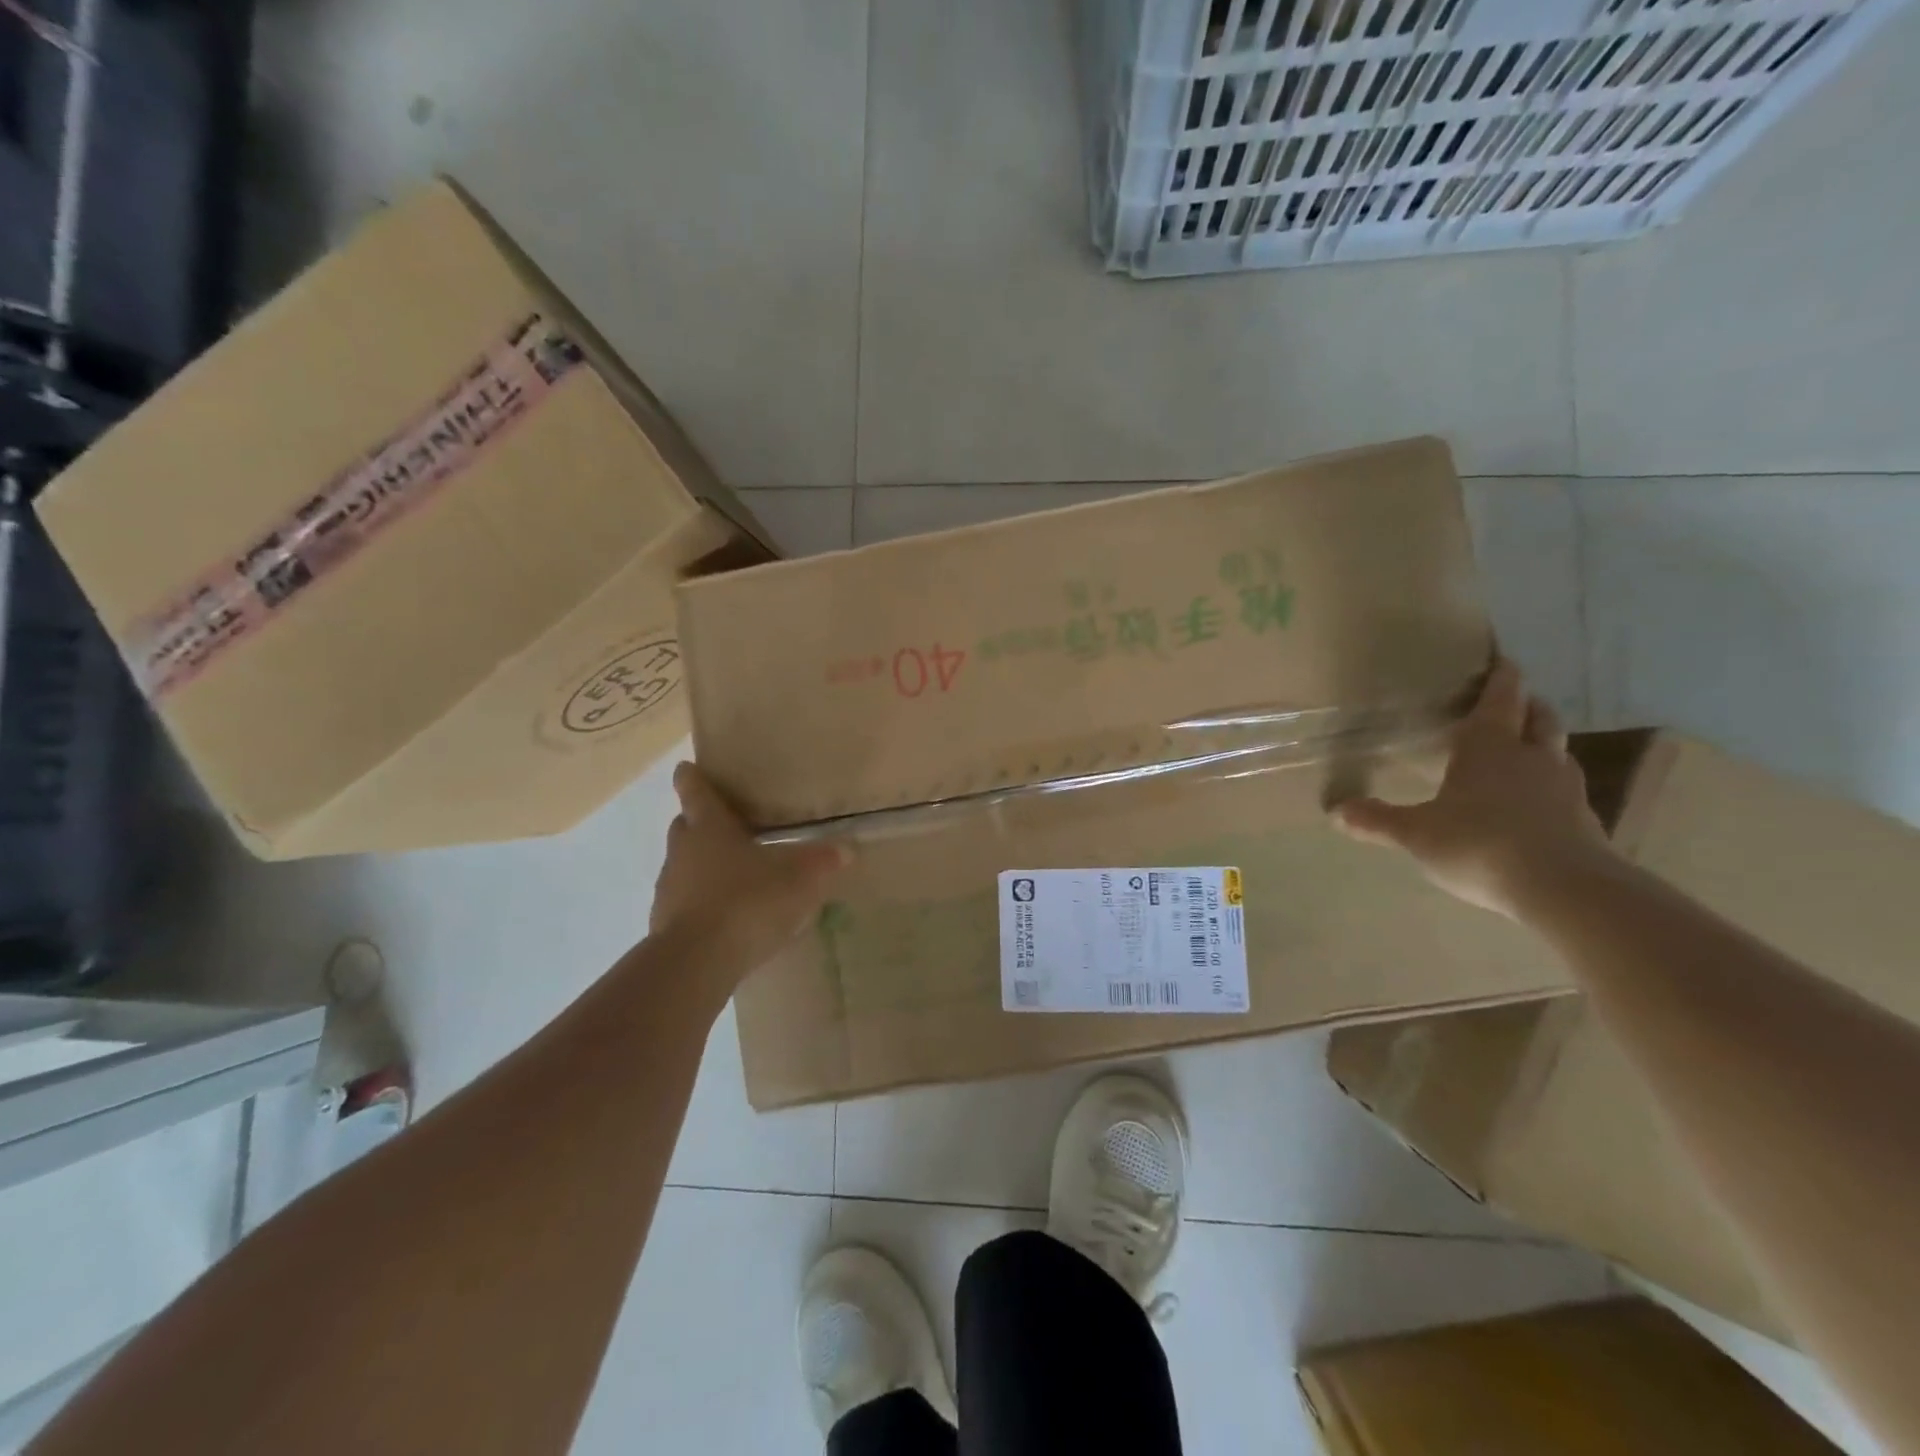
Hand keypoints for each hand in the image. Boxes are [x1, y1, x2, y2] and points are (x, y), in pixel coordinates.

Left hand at [650, 763, 851, 975]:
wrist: (697, 962)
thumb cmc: (747, 902)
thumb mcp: (798, 880)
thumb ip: (822, 862)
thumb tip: (847, 848)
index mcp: (709, 829)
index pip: (696, 793)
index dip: (692, 778)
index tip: (685, 768)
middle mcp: (683, 852)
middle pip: (684, 827)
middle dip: (698, 822)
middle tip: (721, 824)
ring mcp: (669, 889)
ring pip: (682, 865)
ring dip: (699, 864)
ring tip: (730, 874)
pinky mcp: (664, 925)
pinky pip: (684, 901)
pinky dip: (700, 900)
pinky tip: (724, 914)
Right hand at [1330, 658, 1614, 919]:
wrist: (1565, 890)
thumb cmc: (1480, 844)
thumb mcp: (1416, 834)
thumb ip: (1378, 821)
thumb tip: (1336, 810)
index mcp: (1490, 748)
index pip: (1500, 699)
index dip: (1501, 677)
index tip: (1502, 660)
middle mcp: (1532, 758)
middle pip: (1539, 718)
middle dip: (1526, 706)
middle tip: (1512, 704)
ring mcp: (1564, 789)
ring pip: (1558, 752)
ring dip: (1542, 744)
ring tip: (1523, 751)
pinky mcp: (1584, 822)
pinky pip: (1566, 790)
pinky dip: (1551, 786)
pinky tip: (1536, 804)